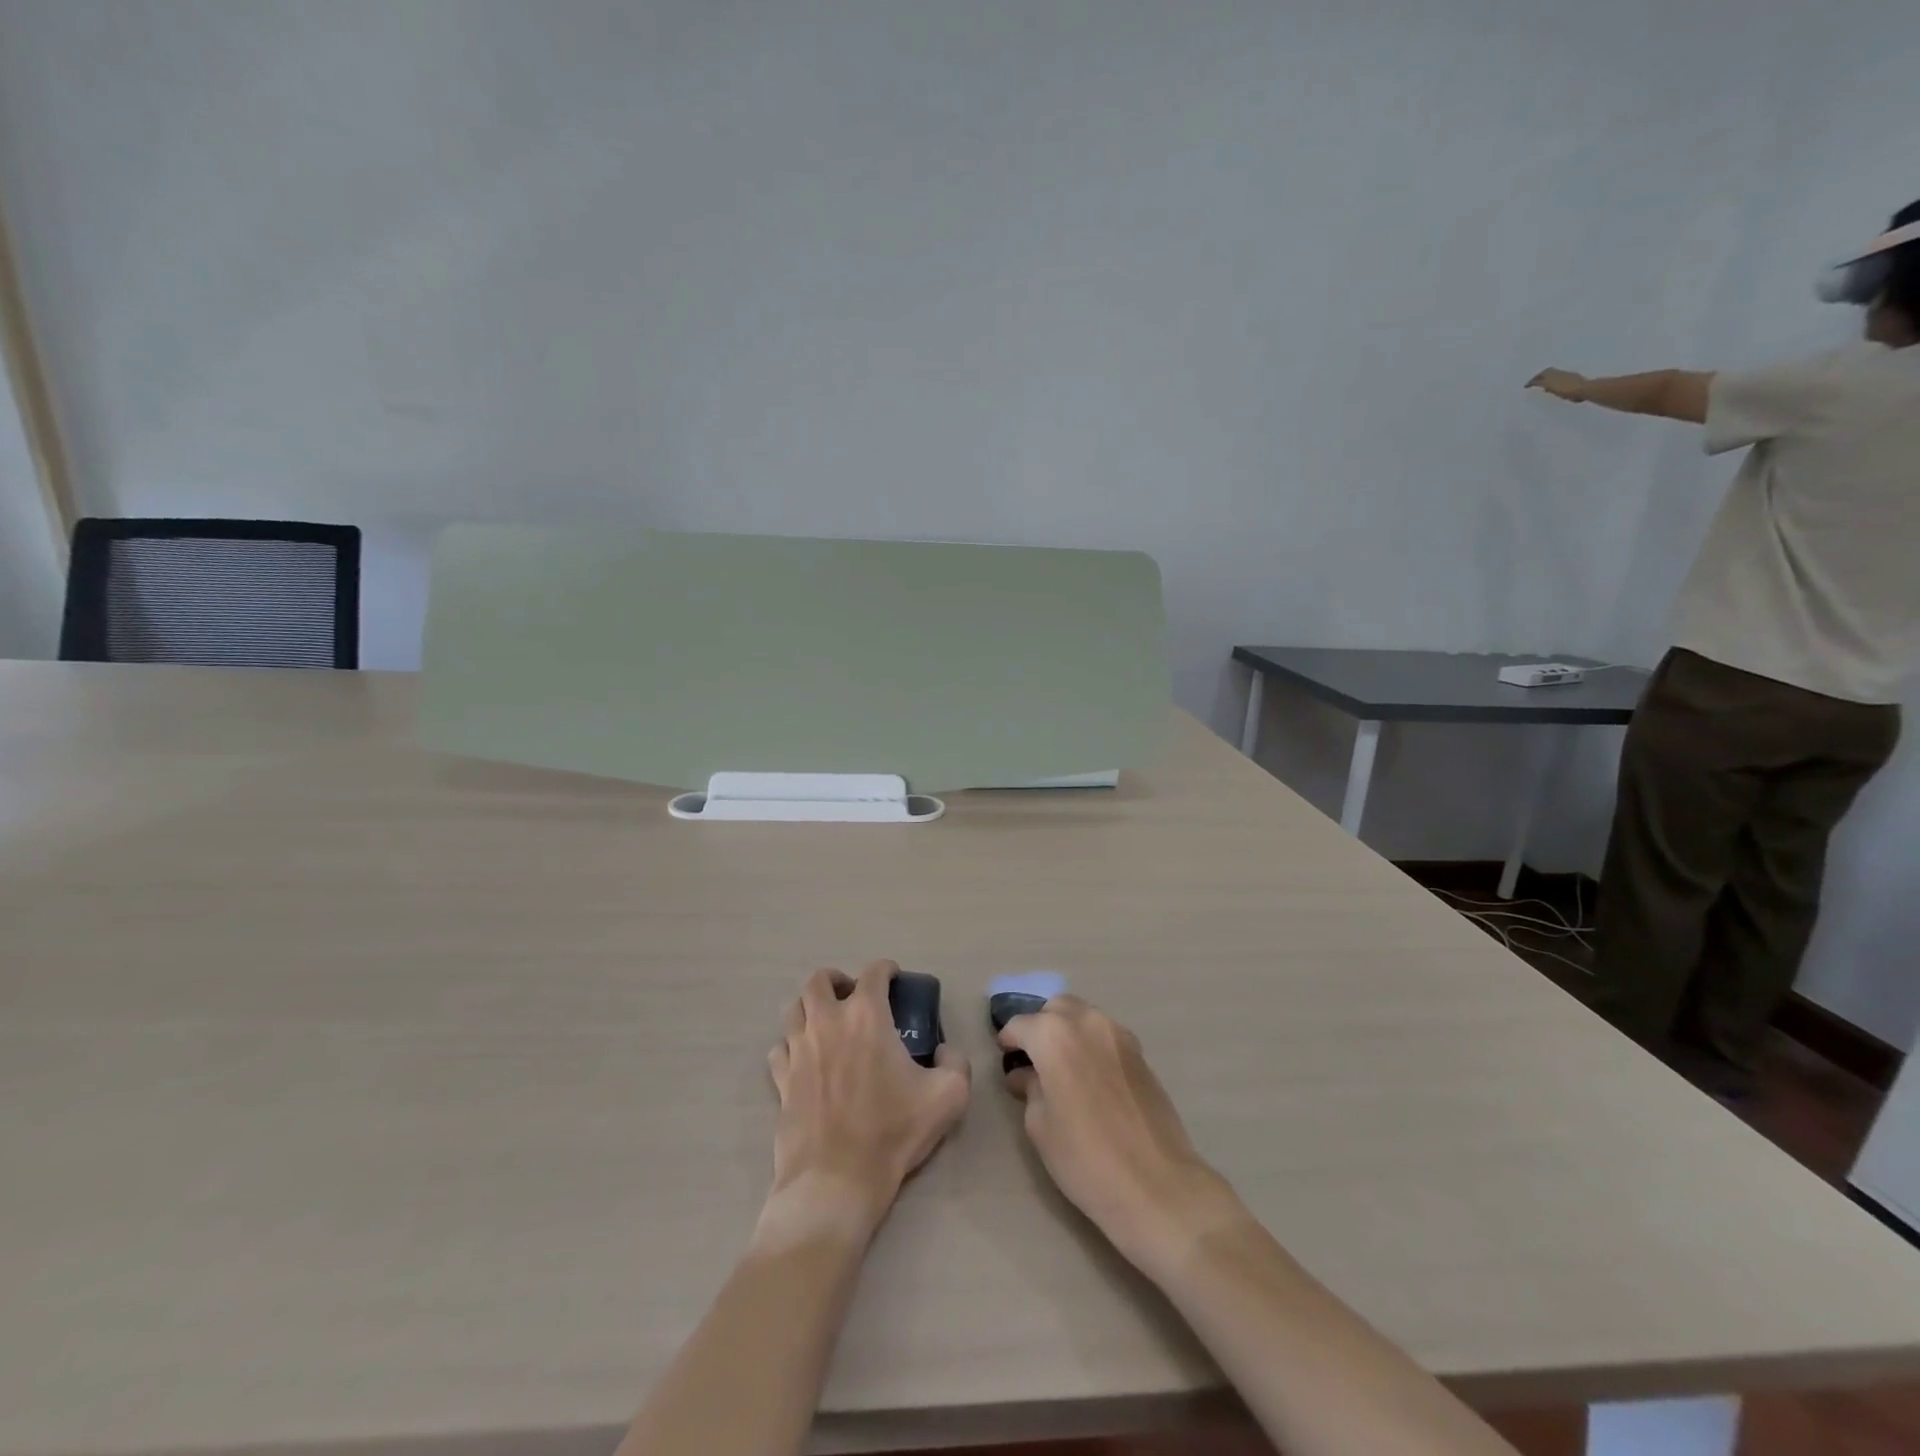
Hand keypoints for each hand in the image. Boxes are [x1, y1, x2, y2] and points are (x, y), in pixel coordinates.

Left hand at [763, 961, 970, 1245]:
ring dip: (811, 1007)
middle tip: (854, 996)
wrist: (835, 1182)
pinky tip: (805, 1058)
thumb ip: (956, 1063)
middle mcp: (827, 1022)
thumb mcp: (948, 1096)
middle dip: (838, 980)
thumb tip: (945, 1051)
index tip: (894, 979)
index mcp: (866, 1016)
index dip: (887, 969)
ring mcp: (798, 1050)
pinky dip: (791, 1044)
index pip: (873, 972)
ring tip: (827, 1022)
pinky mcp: (781, 1080)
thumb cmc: (892, 1132)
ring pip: (794, 1009)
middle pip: (820, 980)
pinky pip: (779, 1048)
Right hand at [998, 996, 1241, 1276]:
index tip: (1004, 1058)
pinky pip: (1106, 1035)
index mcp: (1054, 1035)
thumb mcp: (1040, 1126)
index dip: (1008, 1040)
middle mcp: (1086, 1022)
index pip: (1020, 1024)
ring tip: (1062, 1067)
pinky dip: (1091, 1044)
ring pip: (1084, 1016)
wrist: (1156, 1185)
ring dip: (1068, 1031)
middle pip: (1056, 1009)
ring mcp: (1119, 1035)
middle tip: (1033, 1059)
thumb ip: (1029, 1088)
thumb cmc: (1085, 1158)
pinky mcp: (1141, 1053)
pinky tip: (1090, 1077)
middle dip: (1040, 1026)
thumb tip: (1025, 1075)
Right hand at [1526, 367, 1588, 402]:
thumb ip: (1541, 383)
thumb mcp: (1551, 386)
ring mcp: (1568, 376)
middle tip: (1534, 383)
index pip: (1540, 375)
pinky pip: (1560, 379)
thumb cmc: (1566, 389)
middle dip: (1540, 377)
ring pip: (1554, 375)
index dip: (1533, 380)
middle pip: (1548, 373)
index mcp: (1554, 374)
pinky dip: (1554, 382)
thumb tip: (1534, 382)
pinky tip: (1554, 388)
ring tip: (1543, 386)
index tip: (1526, 385)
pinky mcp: (1573, 380)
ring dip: (1547, 379)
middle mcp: (1560, 373)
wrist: (1585, 389)